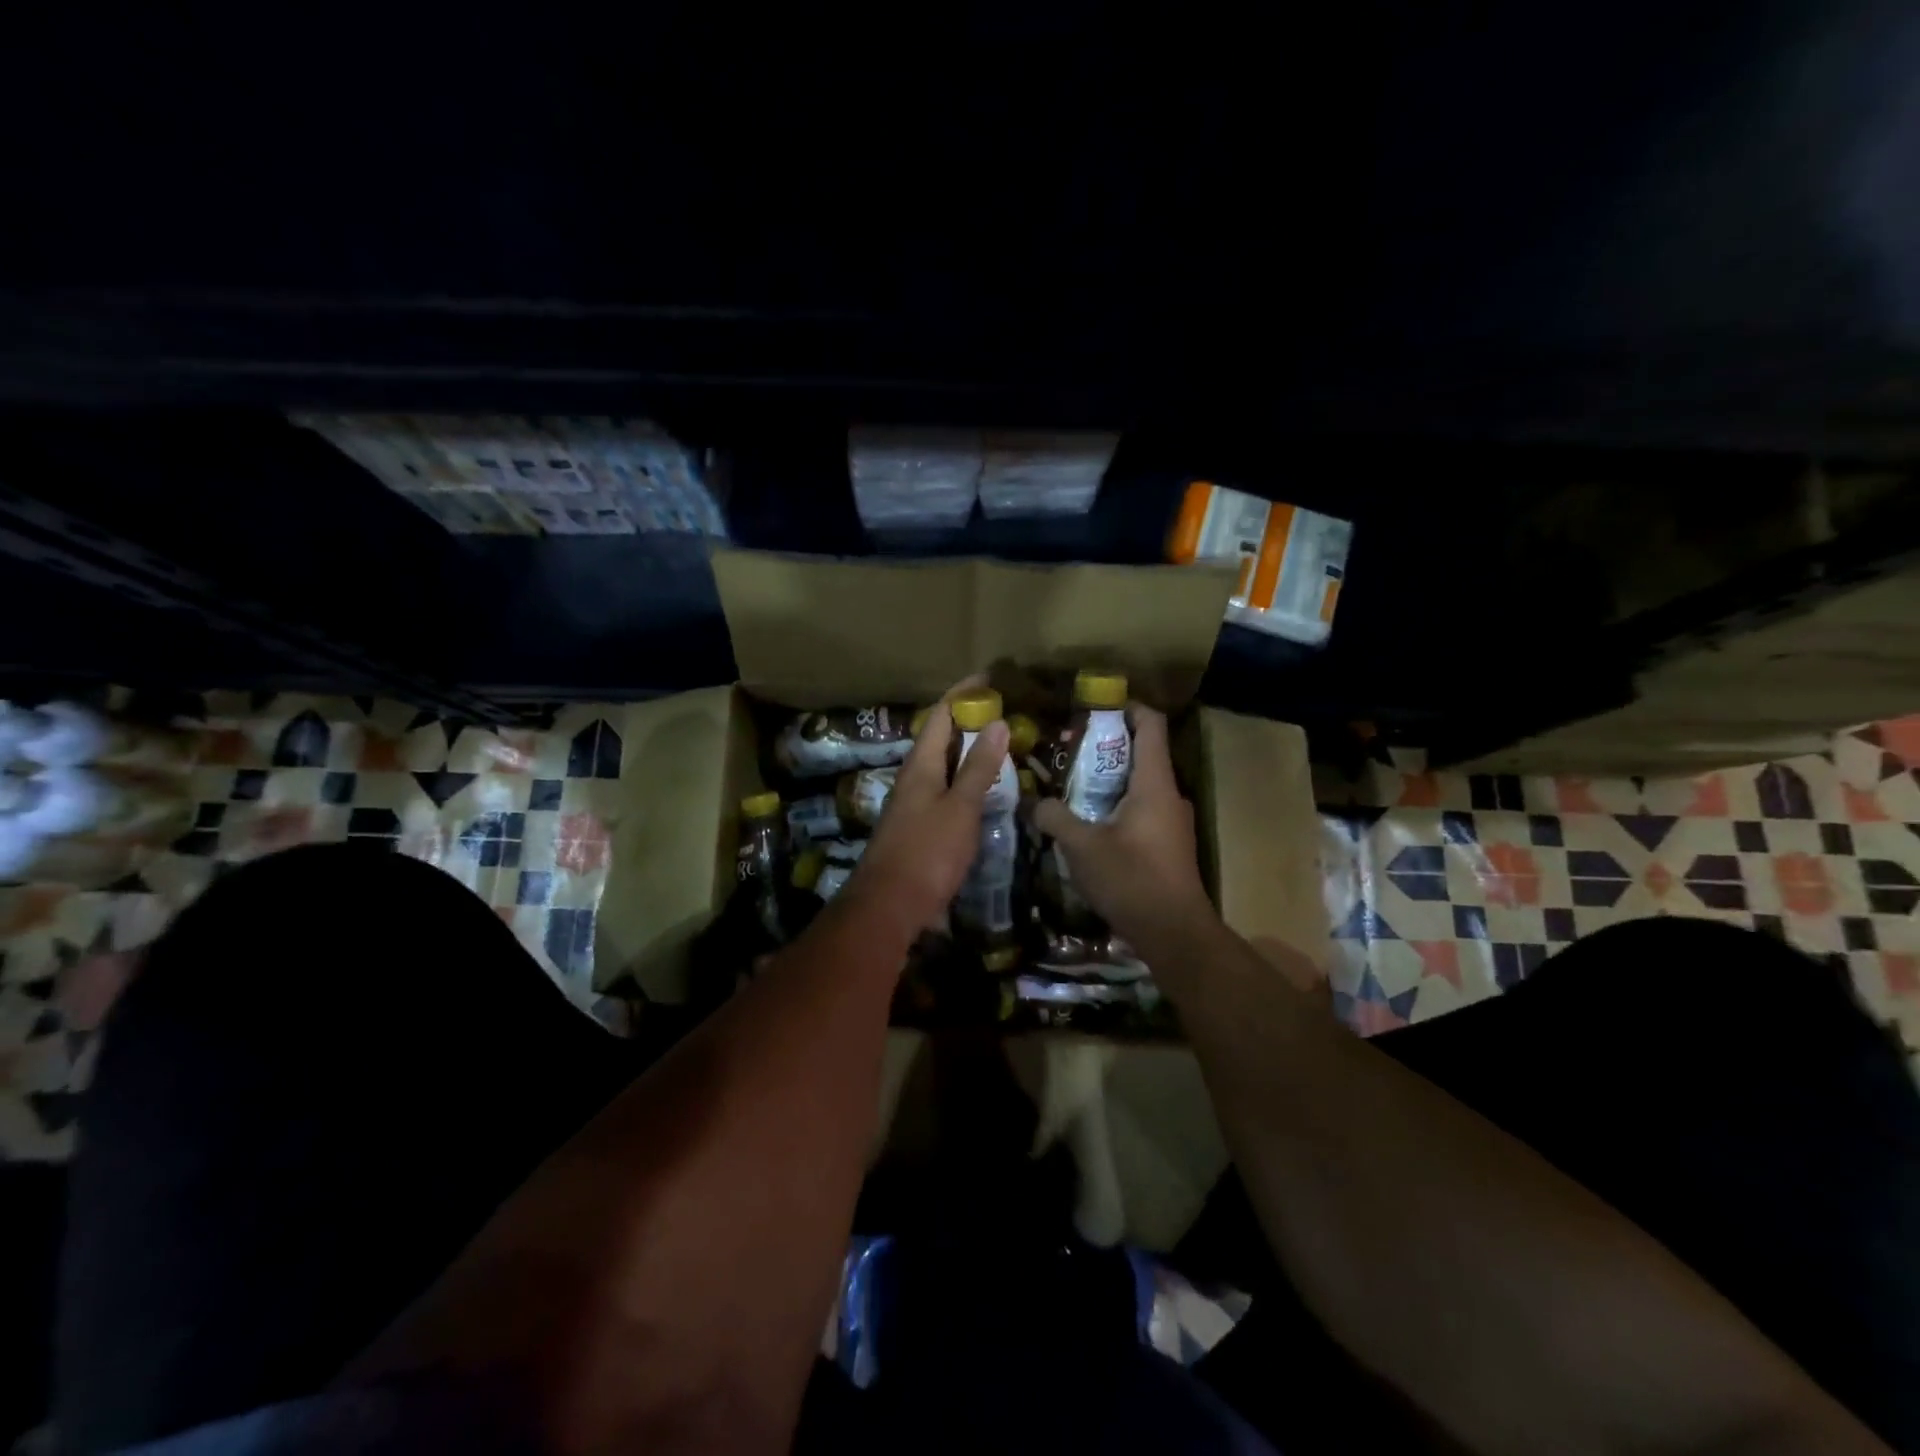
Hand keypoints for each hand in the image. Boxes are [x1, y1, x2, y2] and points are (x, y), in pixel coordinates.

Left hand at [847, 677, 1009, 935]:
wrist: (889, 905)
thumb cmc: (927, 852)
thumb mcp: (960, 807)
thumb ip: (978, 767)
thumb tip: (997, 723)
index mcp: (921, 765)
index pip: (940, 715)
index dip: (963, 694)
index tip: (990, 678)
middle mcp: (913, 777)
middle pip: (940, 737)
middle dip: (969, 720)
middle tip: (1004, 712)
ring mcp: (913, 803)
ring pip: (942, 764)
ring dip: (968, 751)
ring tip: (1000, 745)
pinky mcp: (918, 826)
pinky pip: (944, 789)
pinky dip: (965, 779)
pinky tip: (983, 789)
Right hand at [1031, 703, 1216, 957]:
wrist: (1175, 934)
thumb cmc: (1132, 880)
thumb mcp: (1082, 847)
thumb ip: (1056, 818)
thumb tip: (1036, 802)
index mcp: (1155, 783)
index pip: (1151, 724)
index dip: (1127, 706)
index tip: (1095, 706)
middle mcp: (1169, 795)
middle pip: (1142, 752)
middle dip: (1105, 745)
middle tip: (1067, 750)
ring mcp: (1172, 821)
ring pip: (1140, 784)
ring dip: (1108, 779)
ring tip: (1071, 785)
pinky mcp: (1168, 844)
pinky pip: (1141, 809)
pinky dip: (1116, 804)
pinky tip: (1088, 822)